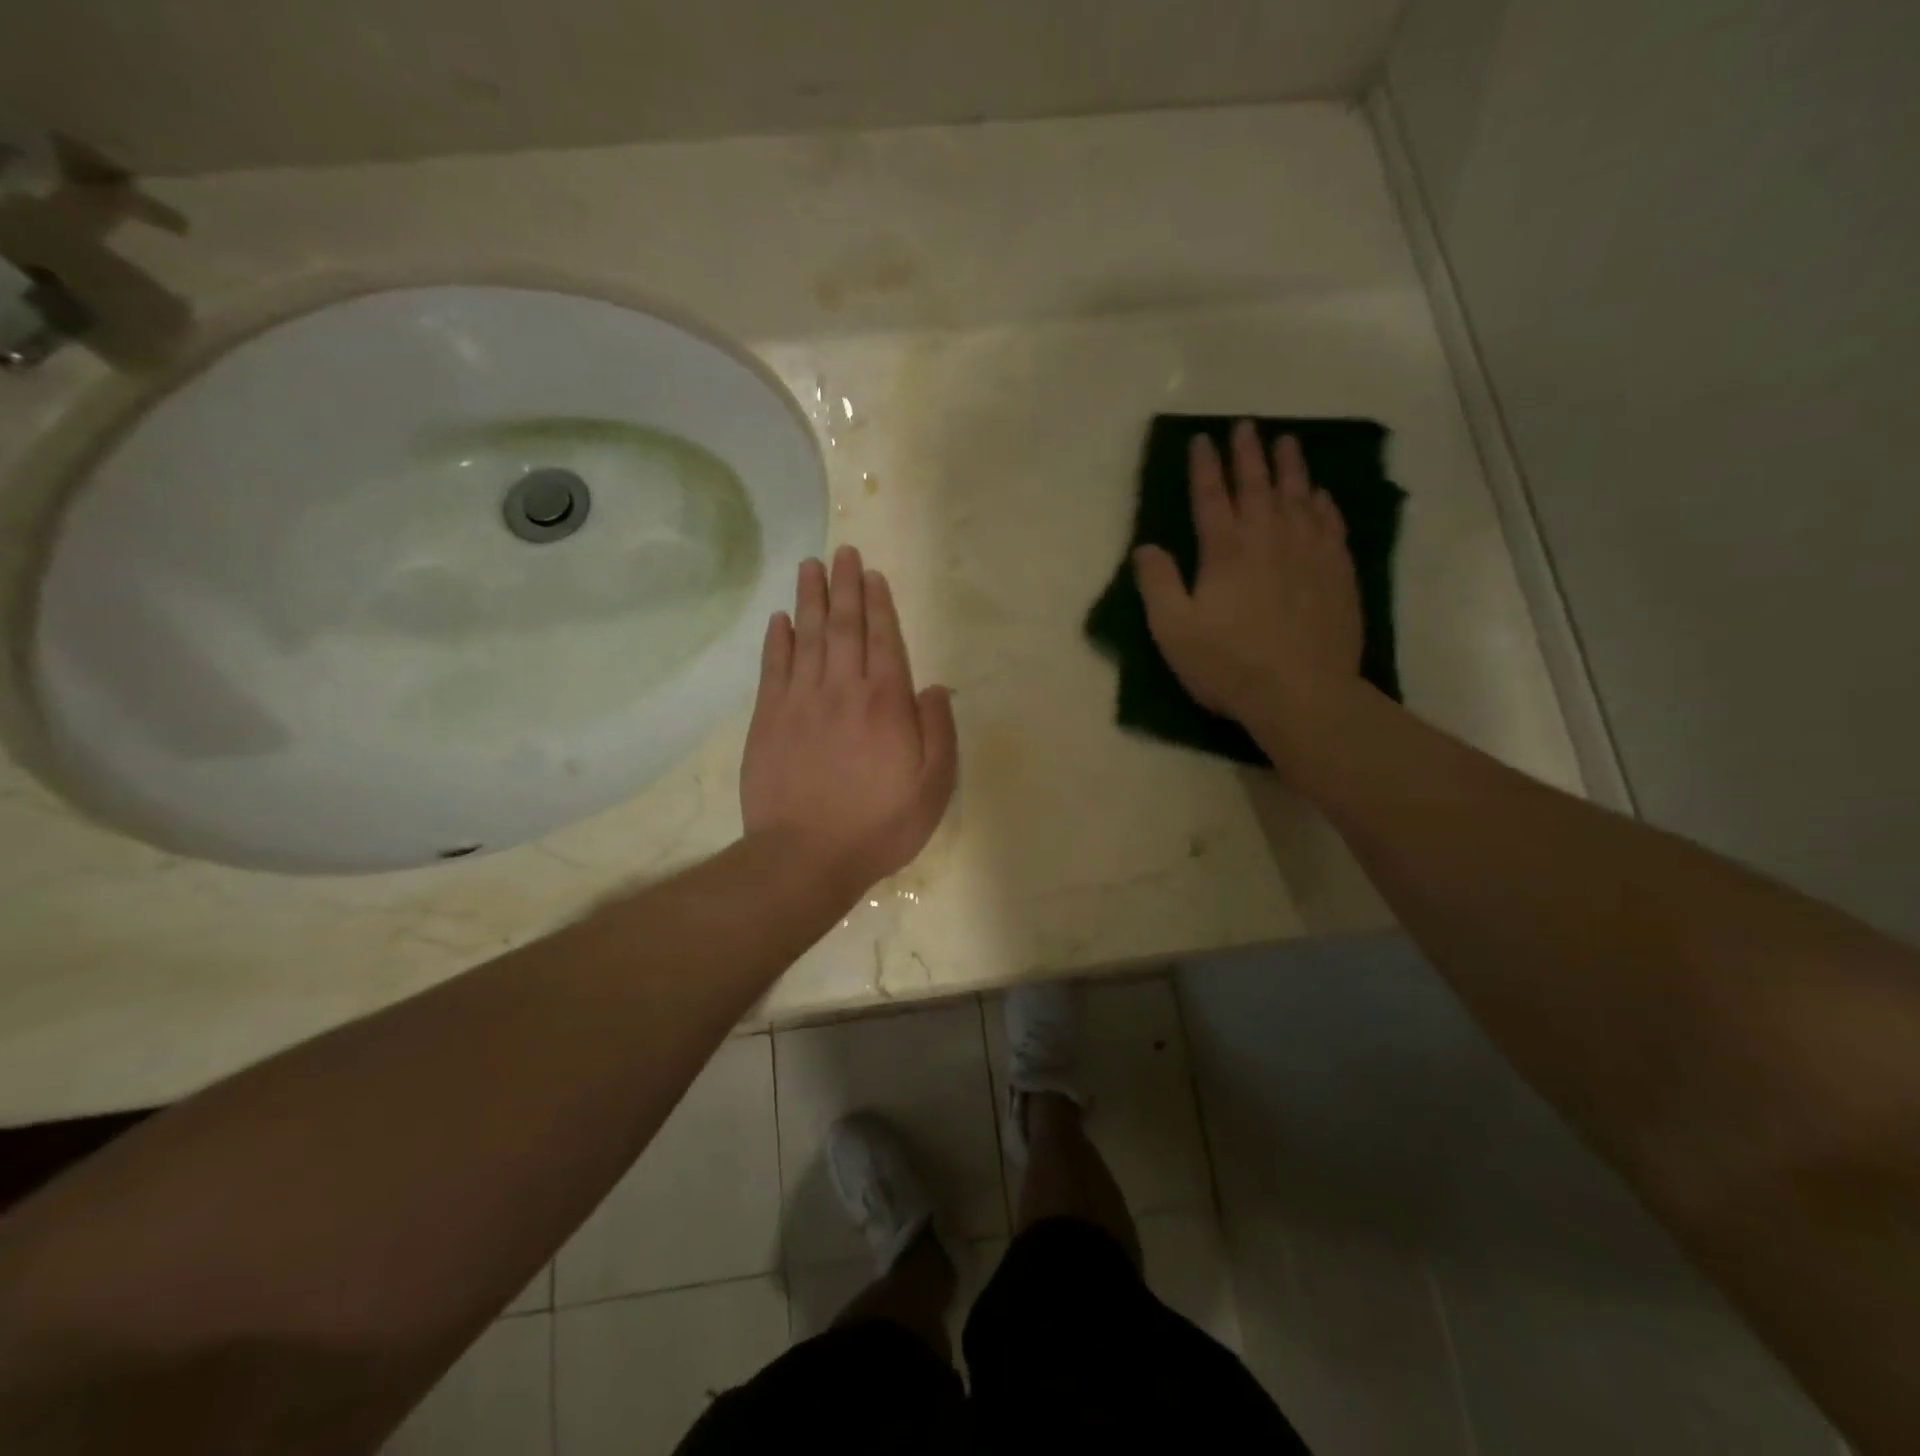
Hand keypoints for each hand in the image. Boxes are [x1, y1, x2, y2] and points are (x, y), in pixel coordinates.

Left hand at [741, 546, 957, 901]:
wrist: (806, 857)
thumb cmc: (879, 826)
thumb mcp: (933, 787)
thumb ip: (939, 732)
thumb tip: (932, 687)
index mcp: (887, 703)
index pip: (884, 640)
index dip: (879, 605)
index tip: (873, 575)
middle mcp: (843, 690)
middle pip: (844, 627)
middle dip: (845, 587)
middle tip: (843, 553)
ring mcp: (801, 702)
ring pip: (807, 637)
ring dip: (810, 599)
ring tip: (811, 567)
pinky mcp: (768, 720)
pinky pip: (773, 668)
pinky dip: (777, 640)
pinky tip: (779, 618)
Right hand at [1134, 421, 1362, 725]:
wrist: (1302, 693)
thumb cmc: (1228, 664)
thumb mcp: (1173, 630)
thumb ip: (1157, 584)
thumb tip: (1146, 547)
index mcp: (1225, 551)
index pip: (1210, 496)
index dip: (1204, 466)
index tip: (1201, 440)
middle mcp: (1269, 538)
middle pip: (1258, 485)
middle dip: (1248, 453)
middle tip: (1245, 426)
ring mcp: (1309, 553)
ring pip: (1299, 496)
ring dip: (1290, 466)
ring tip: (1286, 442)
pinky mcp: (1337, 572)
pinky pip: (1330, 523)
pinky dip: (1323, 503)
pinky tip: (1320, 494)